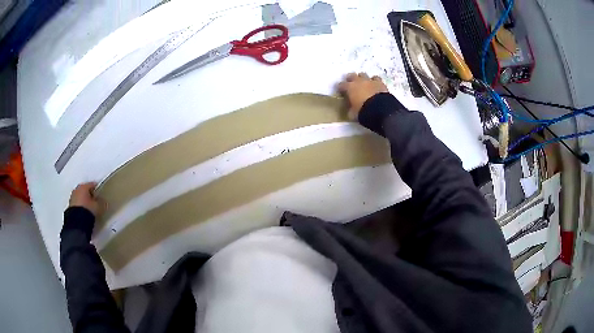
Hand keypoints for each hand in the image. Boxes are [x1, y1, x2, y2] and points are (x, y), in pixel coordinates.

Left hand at [69, 182, 104, 216]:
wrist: (77, 222)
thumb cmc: (88, 210)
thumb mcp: (98, 207)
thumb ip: (101, 202)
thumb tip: (104, 201)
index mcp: (84, 186)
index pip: (92, 184)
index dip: (97, 189)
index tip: (101, 194)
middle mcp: (77, 189)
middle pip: (85, 190)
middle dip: (89, 194)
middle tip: (95, 201)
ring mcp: (72, 197)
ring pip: (80, 196)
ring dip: (84, 200)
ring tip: (89, 207)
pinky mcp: (70, 205)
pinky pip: (77, 203)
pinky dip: (80, 205)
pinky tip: (84, 211)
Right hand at [338, 73, 388, 119]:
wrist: (380, 109)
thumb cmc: (363, 111)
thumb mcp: (352, 113)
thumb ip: (350, 108)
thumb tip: (350, 108)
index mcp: (349, 88)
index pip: (341, 85)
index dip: (340, 88)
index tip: (341, 91)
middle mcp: (358, 81)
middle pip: (352, 75)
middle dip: (351, 79)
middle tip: (351, 84)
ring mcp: (369, 81)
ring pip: (364, 75)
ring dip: (362, 78)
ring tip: (363, 84)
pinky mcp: (380, 82)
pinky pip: (376, 79)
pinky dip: (374, 81)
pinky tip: (375, 85)